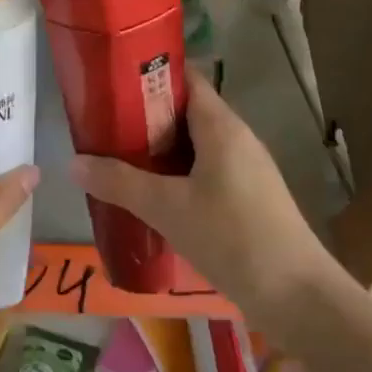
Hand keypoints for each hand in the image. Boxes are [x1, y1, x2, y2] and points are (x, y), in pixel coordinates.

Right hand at [69, 68, 346, 332]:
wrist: (298, 297)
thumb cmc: (232, 237)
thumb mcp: (167, 208)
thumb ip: (119, 183)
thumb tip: (73, 162)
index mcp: (221, 126)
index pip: (185, 79)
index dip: (150, 74)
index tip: (112, 82)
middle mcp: (237, 138)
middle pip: (186, 112)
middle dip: (145, 116)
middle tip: (104, 126)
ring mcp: (246, 169)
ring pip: (195, 145)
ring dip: (160, 149)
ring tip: (119, 159)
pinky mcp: (248, 197)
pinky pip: (205, 170)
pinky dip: (177, 174)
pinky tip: (152, 196)